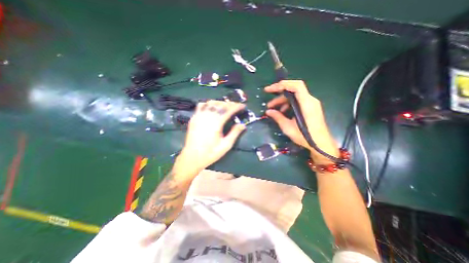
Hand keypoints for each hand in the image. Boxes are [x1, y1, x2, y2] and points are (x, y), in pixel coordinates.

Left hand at [179, 99, 245, 171]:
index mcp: (216, 123)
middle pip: (220, 104)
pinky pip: (201, 105)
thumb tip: (242, 125)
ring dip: (220, 102)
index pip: (228, 110)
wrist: (192, 157)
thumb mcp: (225, 145)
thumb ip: (234, 133)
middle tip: (236, 106)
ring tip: (226, 106)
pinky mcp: (194, 118)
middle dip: (230, 103)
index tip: (243, 106)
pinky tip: (212, 107)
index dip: (237, 106)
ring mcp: (199, 116)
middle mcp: (207, 117)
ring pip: (211, 103)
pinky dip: (209, 103)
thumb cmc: (210, 153)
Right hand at [263, 80, 337, 160]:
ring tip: (273, 110)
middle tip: (268, 103)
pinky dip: (288, 104)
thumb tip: (268, 111)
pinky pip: (297, 101)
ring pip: (294, 96)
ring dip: (282, 101)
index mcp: (306, 104)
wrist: (321, 144)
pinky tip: (282, 112)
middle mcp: (310, 100)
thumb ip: (278, 117)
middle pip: (293, 90)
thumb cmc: (305, 137)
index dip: (282, 85)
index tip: (270, 90)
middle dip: (278, 95)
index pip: (296, 86)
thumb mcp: (288, 128)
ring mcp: (311, 104)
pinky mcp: (310, 108)